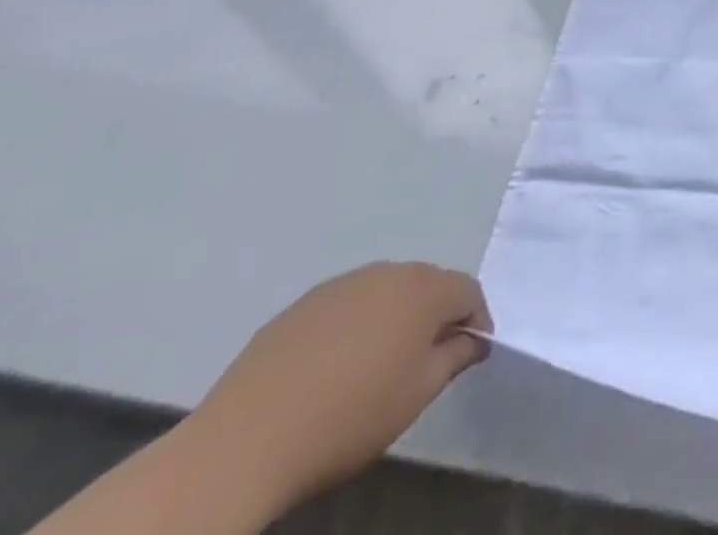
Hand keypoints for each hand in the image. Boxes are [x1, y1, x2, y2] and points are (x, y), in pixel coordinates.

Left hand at [188, 262, 491, 512]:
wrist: (242, 444)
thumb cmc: (348, 418)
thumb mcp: (417, 395)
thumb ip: (455, 357)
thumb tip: (472, 339)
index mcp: (423, 289)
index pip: (468, 292)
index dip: (475, 321)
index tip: (470, 353)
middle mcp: (387, 272)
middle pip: (428, 285)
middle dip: (435, 315)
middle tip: (427, 359)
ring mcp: (340, 284)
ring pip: (385, 292)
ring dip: (393, 317)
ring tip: (378, 363)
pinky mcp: (300, 305)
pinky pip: (345, 306)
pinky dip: (353, 326)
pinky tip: (334, 366)